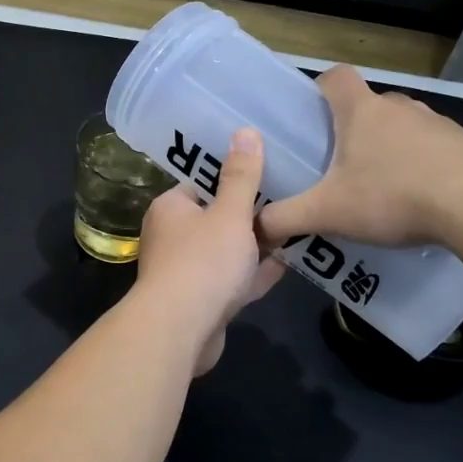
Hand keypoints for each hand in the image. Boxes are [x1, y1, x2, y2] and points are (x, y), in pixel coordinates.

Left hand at [135, 128, 284, 374]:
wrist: (181, 330)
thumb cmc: (203, 261)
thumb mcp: (229, 213)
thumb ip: (241, 176)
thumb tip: (245, 131)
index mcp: (170, 209)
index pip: (199, 184)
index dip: (229, 178)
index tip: (264, 172)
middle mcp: (171, 238)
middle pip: (214, 219)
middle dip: (247, 214)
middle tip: (287, 199)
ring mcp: (184, 273)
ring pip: (224, 253)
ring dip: (253, 246)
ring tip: (292, 229)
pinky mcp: (200, 303)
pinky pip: (231, 282)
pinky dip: (253, 274)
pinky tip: (285, 265)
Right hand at [257, 66, 462, 248]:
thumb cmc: (394, 194)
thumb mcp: (327, 212)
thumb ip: (285, 218)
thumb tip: (253, 228)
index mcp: (361, 112)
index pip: (336, 77)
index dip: (320, 87)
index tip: (312, 112)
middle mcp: (400, 108)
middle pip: (370, 104)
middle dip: (354, 127)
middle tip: (340, 163)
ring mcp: (440, 125)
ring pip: (405, 127)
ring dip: (392, 148)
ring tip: (381, 187)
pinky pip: (437, 149)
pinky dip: (425, 167)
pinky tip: (422, 201)